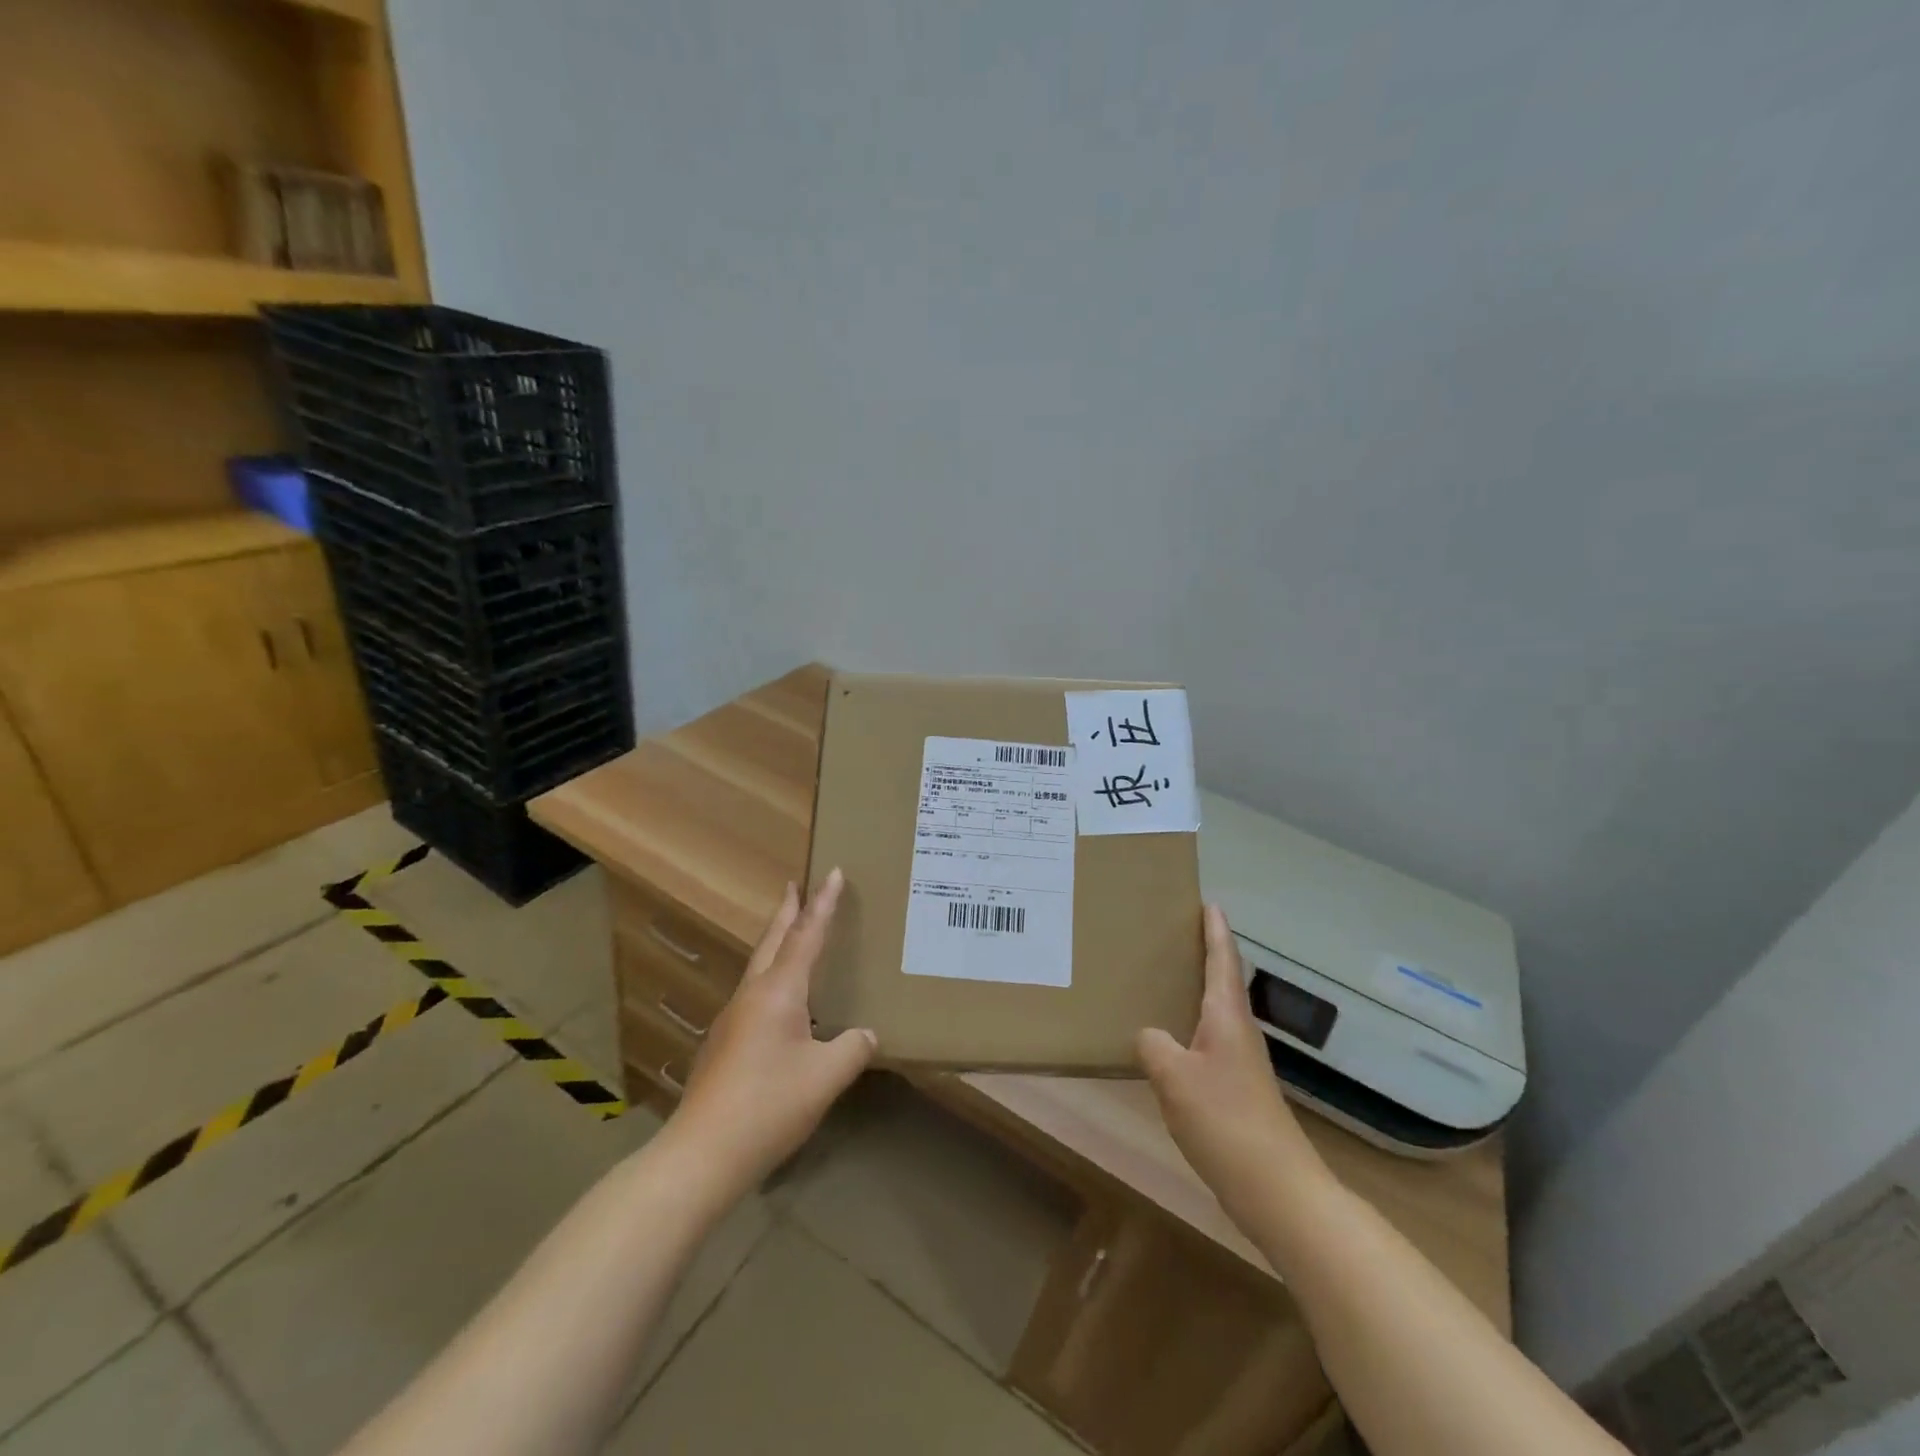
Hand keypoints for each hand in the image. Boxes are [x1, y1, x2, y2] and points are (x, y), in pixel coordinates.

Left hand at [667, 868, 875, 1198]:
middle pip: (772, 941)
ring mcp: (732, 1020)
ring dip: (776, 943)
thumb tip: (865, 1034)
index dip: (823, 904)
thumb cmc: (769, 1105)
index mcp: (779, 991)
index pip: (806, 936)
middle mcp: (752, 995)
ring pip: (759, 967)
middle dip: (787, 912)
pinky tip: (781, 1003)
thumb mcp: (826, 1076)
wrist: (702, 1154)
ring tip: (791, 933)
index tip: (832, 872)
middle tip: (795, 885)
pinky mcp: (723, 1045)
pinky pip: (754, 995)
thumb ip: (852, 1049)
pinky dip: (771, 978)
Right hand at [1137, 904, 1328, 1227]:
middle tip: (1173, 933)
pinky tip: (1168, 1041)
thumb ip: (1153, 1045)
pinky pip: (1208, 1042)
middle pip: (1222, 982)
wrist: (1276, 1189)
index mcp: (1227, 1018)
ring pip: (1215, 1013)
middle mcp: (1238, 1033)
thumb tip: (1149, 1037)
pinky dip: (1189, 1027)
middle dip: (1204, 954)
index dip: (1215, 931)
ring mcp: (1240, 1064)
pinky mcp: (1236, 1091)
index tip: (1209, 902)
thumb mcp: (1174, 1077)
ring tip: (1164, 979)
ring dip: (1195, 991)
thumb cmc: (1226, 1120)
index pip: (1222, 960)